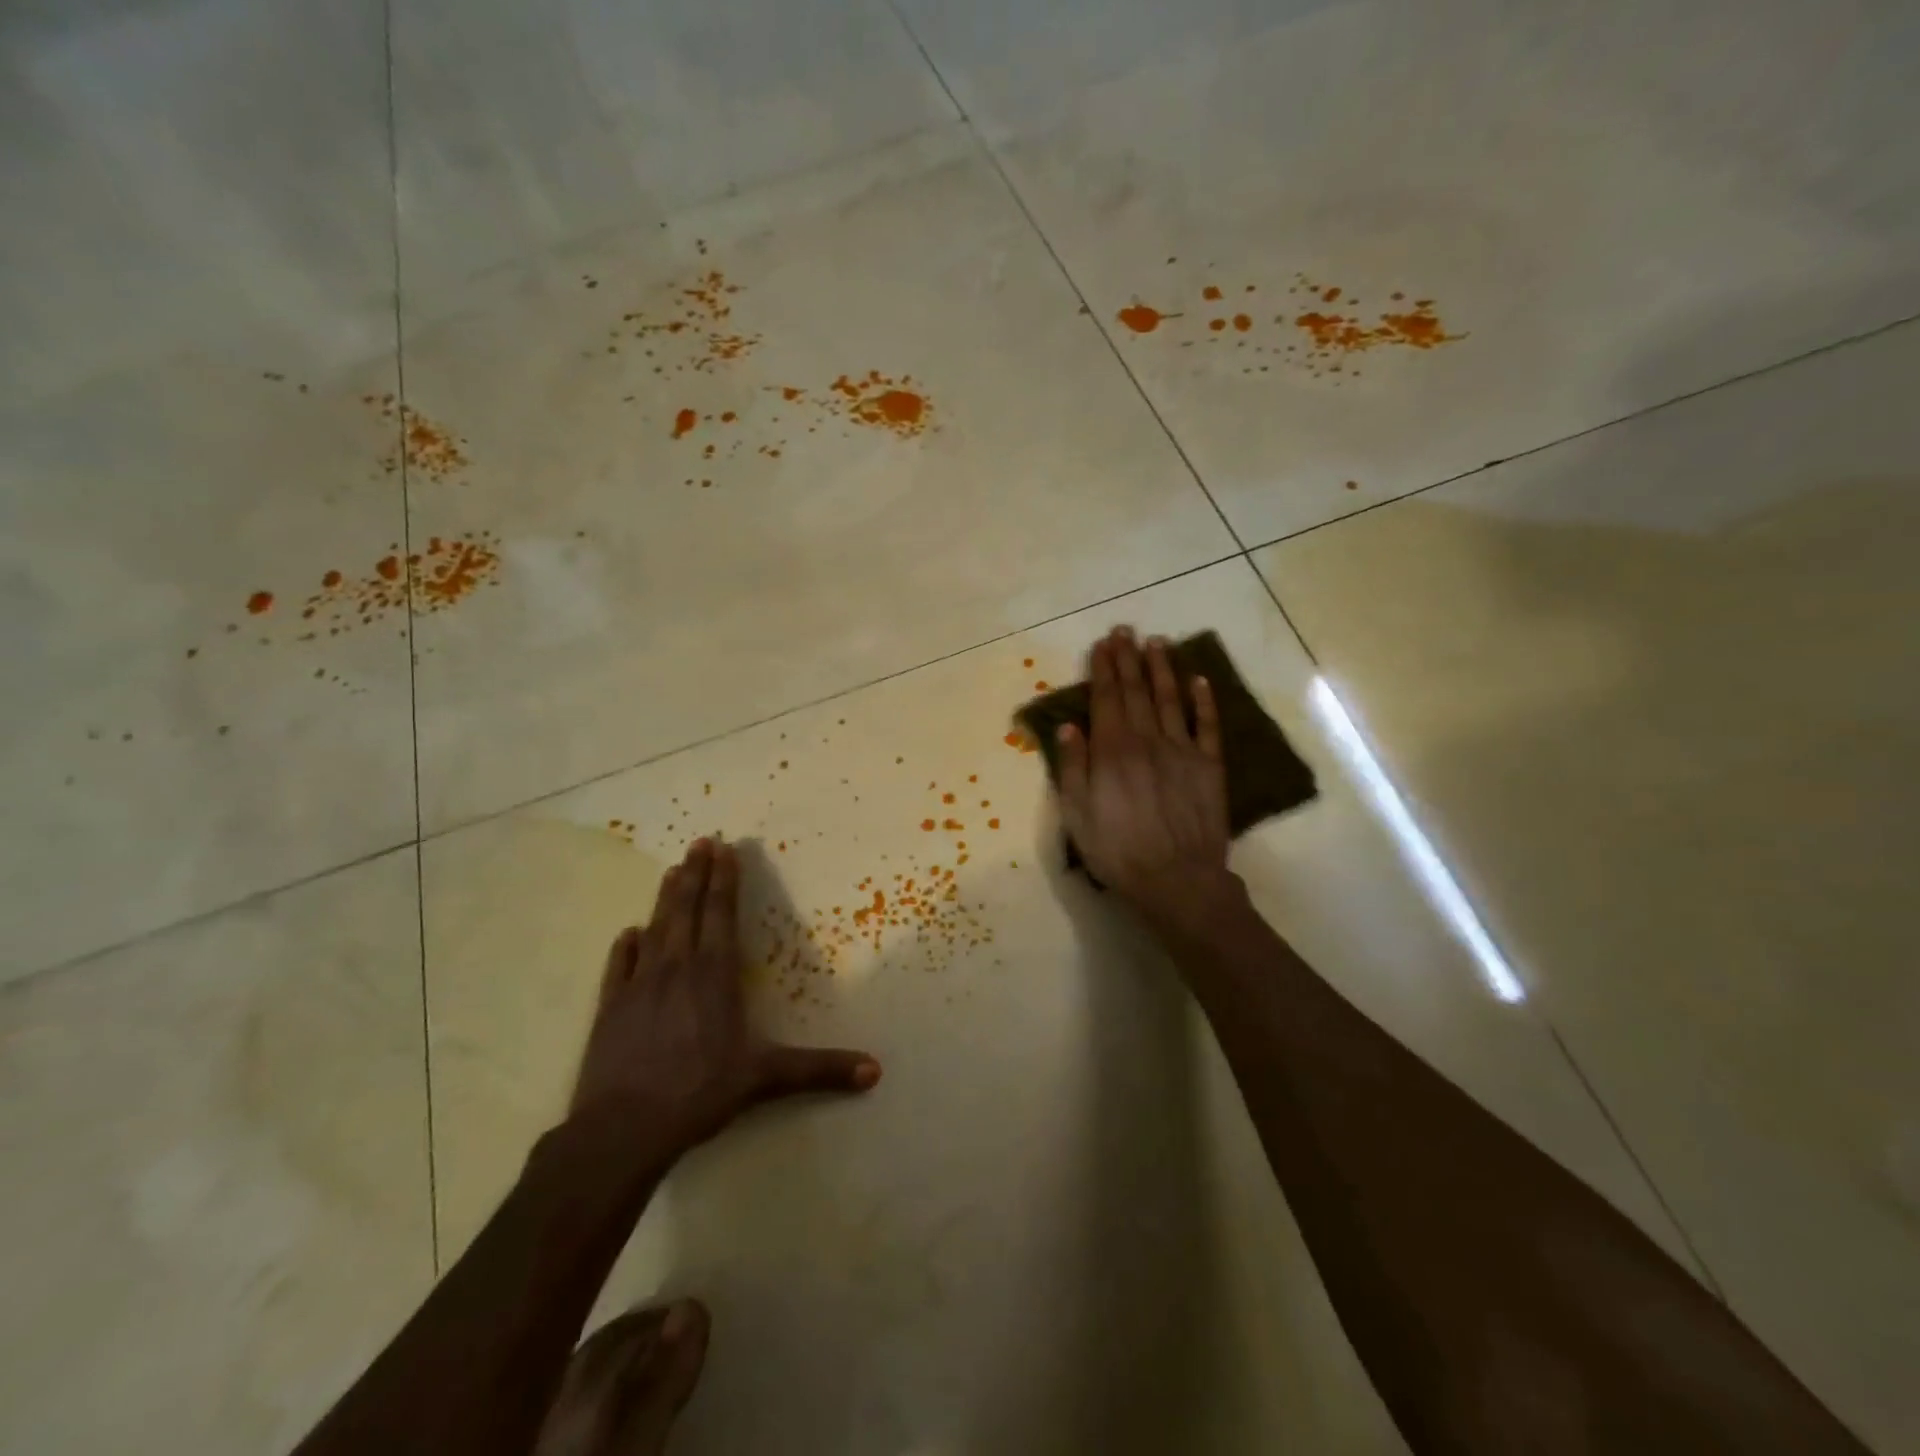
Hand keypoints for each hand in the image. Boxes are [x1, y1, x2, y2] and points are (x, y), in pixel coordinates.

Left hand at [571, 838, 880, 1150]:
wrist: (623, 1129)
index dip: (724, 880)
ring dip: (666, 898)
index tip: (724, 849)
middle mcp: (677, 968)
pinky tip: (628, 933)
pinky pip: (618, 967)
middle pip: (688, 910)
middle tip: (699, 842)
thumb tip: (875, 1071)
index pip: (721, 914)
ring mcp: (638, 985)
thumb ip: (819, 1070)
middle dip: (696, 874)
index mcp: (714, 975)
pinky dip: (625, 947)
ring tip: (672, 870)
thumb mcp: (765, 1078)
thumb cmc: (700, 1093)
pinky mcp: (609, 1008)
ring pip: (656, 929)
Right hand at [1056, 627, 1233, 922]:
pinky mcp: (1210, 766)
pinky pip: (1208, 725)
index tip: (1102, 645)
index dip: (1103, 669)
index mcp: (1113, 751)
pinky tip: (1199, 680)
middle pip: (1136, 691)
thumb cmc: (1117, 851)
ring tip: (1157, 642)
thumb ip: (1073, 767)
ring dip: (1162, 669)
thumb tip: (1069, 727)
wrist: (1176, 879)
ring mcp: (1182, 750)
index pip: (1106, 699)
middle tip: (1125, 631)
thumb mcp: (1077, 814)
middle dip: (1128, 659)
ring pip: (1171, 699)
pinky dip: (1204, 700)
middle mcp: (1147, 740)